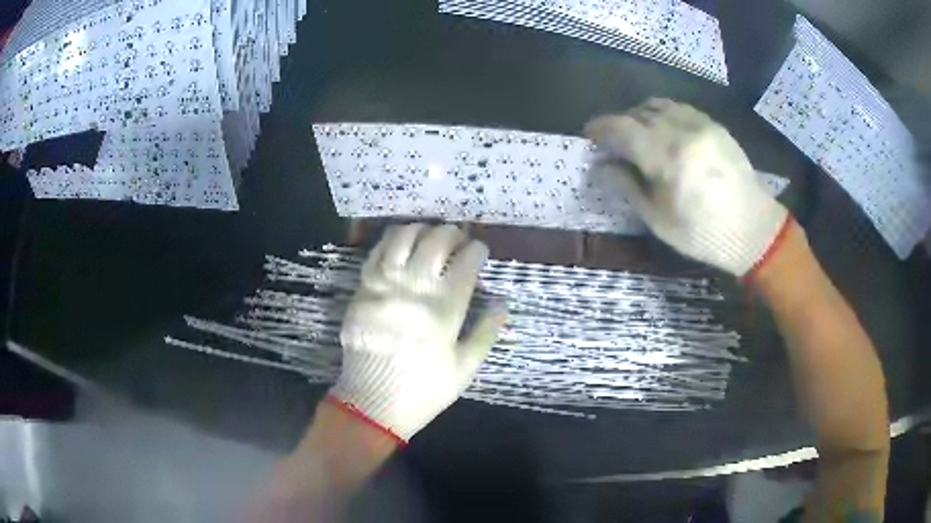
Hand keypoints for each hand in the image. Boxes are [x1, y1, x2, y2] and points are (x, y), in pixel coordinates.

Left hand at [328, 223, 506, 442]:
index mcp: (445, 307)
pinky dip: (392, 241)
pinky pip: (377, 252)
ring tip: (429, 236)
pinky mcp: (363, 288)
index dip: (477, 251)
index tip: (479, 252)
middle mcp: (415, 287)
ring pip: (404, 237)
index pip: (467, 261)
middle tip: (457, 240)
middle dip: (452, 233)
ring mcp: (385, 285)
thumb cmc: (424, 388)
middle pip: (436, 241)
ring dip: (421, 230)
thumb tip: (501, 303)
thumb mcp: (465, 368)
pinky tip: (401, 244)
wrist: (372, 402)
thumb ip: (486, 332)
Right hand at [585, 98, 789, 277]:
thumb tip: (602, 166)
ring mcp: (702, 124)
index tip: (588, 134)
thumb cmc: (704, 234)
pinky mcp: (714, 125)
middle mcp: (683, 131)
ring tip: (637, 134)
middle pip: (639, 113)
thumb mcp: (659, 221)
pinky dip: (663, 114)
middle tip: (612, 141)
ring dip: (641, 115)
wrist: (754, 229)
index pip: (623, 128)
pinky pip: (680, 108)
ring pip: (659, 105)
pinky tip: (664, 131)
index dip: (600, 127)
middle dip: (620, 123)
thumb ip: (628, 187)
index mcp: (668, 158)